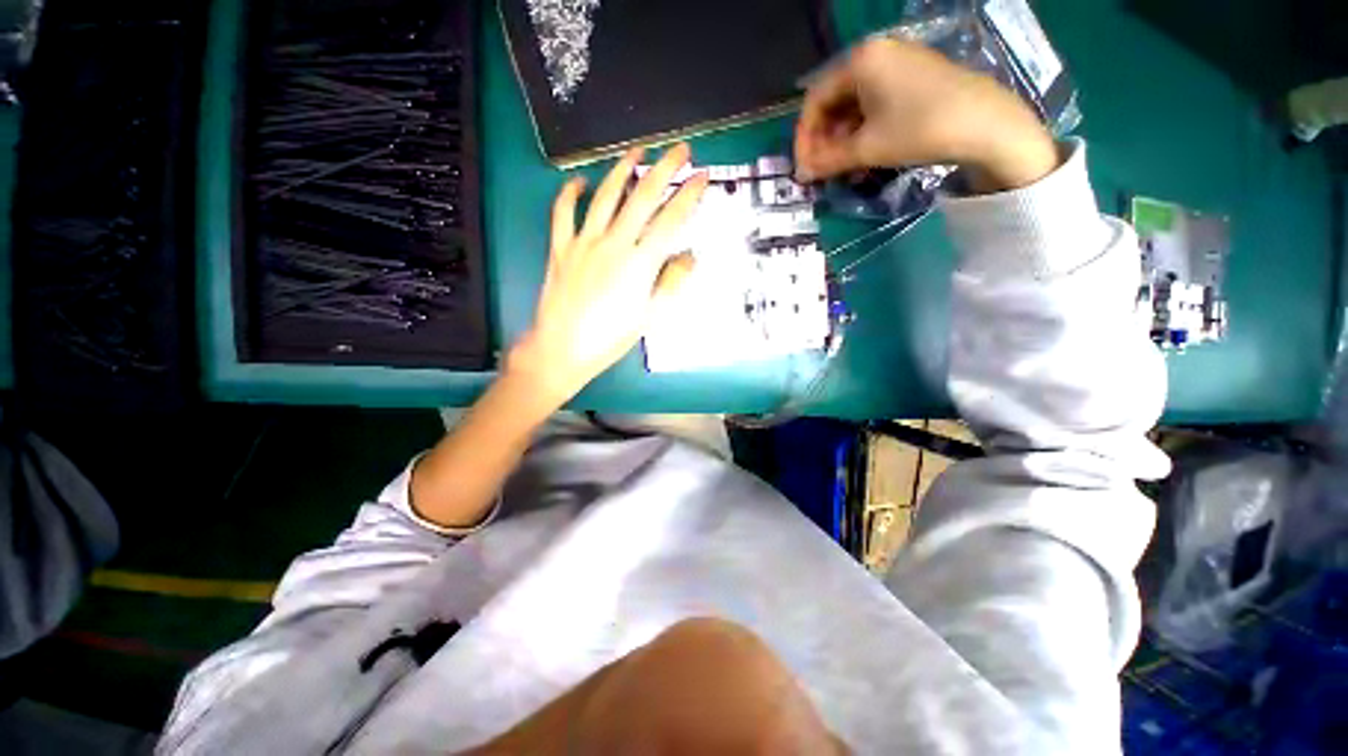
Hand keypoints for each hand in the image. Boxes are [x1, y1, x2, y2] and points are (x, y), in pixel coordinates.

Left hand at [507, 144, 707, 407]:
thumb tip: (690, 256)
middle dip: (665, 169)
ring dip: (623, 170)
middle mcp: (614, 244)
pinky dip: (570, 193)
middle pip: (642, 197)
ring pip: (605, 196)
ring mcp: (584, 242)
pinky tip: (579, 181)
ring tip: (637, 152)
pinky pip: (563, 213)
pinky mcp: (561, 247)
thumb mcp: (650, 317)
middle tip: (680, 150)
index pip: (671, 219)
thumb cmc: (610, 338)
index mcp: (640, 263)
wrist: (562, 348)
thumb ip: (671, 283)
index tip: (702, 176)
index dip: (689, 195)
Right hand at [794, 38, 1058, 191]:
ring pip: (854, 106)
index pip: (815, 100)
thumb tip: (801, 174)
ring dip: (842, 140)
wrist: (986, 125)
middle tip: (822, 170)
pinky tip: (864, 154)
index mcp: (860, 61)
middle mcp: (876, 54)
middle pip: (834, 101)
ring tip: (842, 168)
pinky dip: (864, 131)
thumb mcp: (866, 148)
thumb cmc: (919, 129)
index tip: (803, 168)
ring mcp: (897, 64)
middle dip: (824, 140)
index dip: (804, 138)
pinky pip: (875, 104)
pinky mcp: (913, 79)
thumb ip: (827, 160)